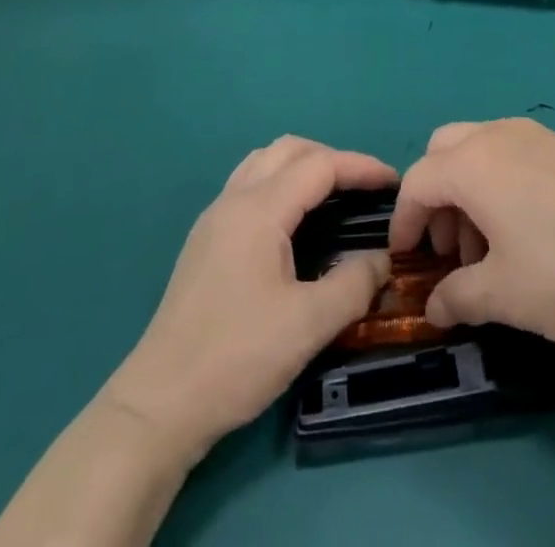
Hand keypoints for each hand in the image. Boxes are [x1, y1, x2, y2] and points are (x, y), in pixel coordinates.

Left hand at [101, 136, 395, 463]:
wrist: (159, 404)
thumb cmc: (236, 357)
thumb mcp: (307, 325)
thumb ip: (353, 285)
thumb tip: (383, 260)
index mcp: (260, 209)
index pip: (320, 166)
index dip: (361, 167)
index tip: (394, 182)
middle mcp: (234, 199)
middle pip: (289, 150)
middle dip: (332, 159)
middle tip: (364, 188)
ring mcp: (214, 218)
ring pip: (264, 162)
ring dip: (302, 166)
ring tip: (333, 196)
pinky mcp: (205, 240)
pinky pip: (249, 185)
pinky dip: (280, 183)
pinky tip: (293, 222)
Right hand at [389, 118, 554, 348]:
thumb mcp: (503, 295)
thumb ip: (458, 297)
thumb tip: (435, 306)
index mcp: (473, 163)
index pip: (418, 181)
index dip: (404, 220)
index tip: (406, 258)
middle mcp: (498, 136)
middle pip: (445, 150)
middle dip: (436, 196)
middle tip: (450, 248)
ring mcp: (537, 137)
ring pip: (480, 149)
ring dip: (469, 191)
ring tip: (490, 249)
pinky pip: (514, 154)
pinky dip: (501, 183)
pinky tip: (527, 232)